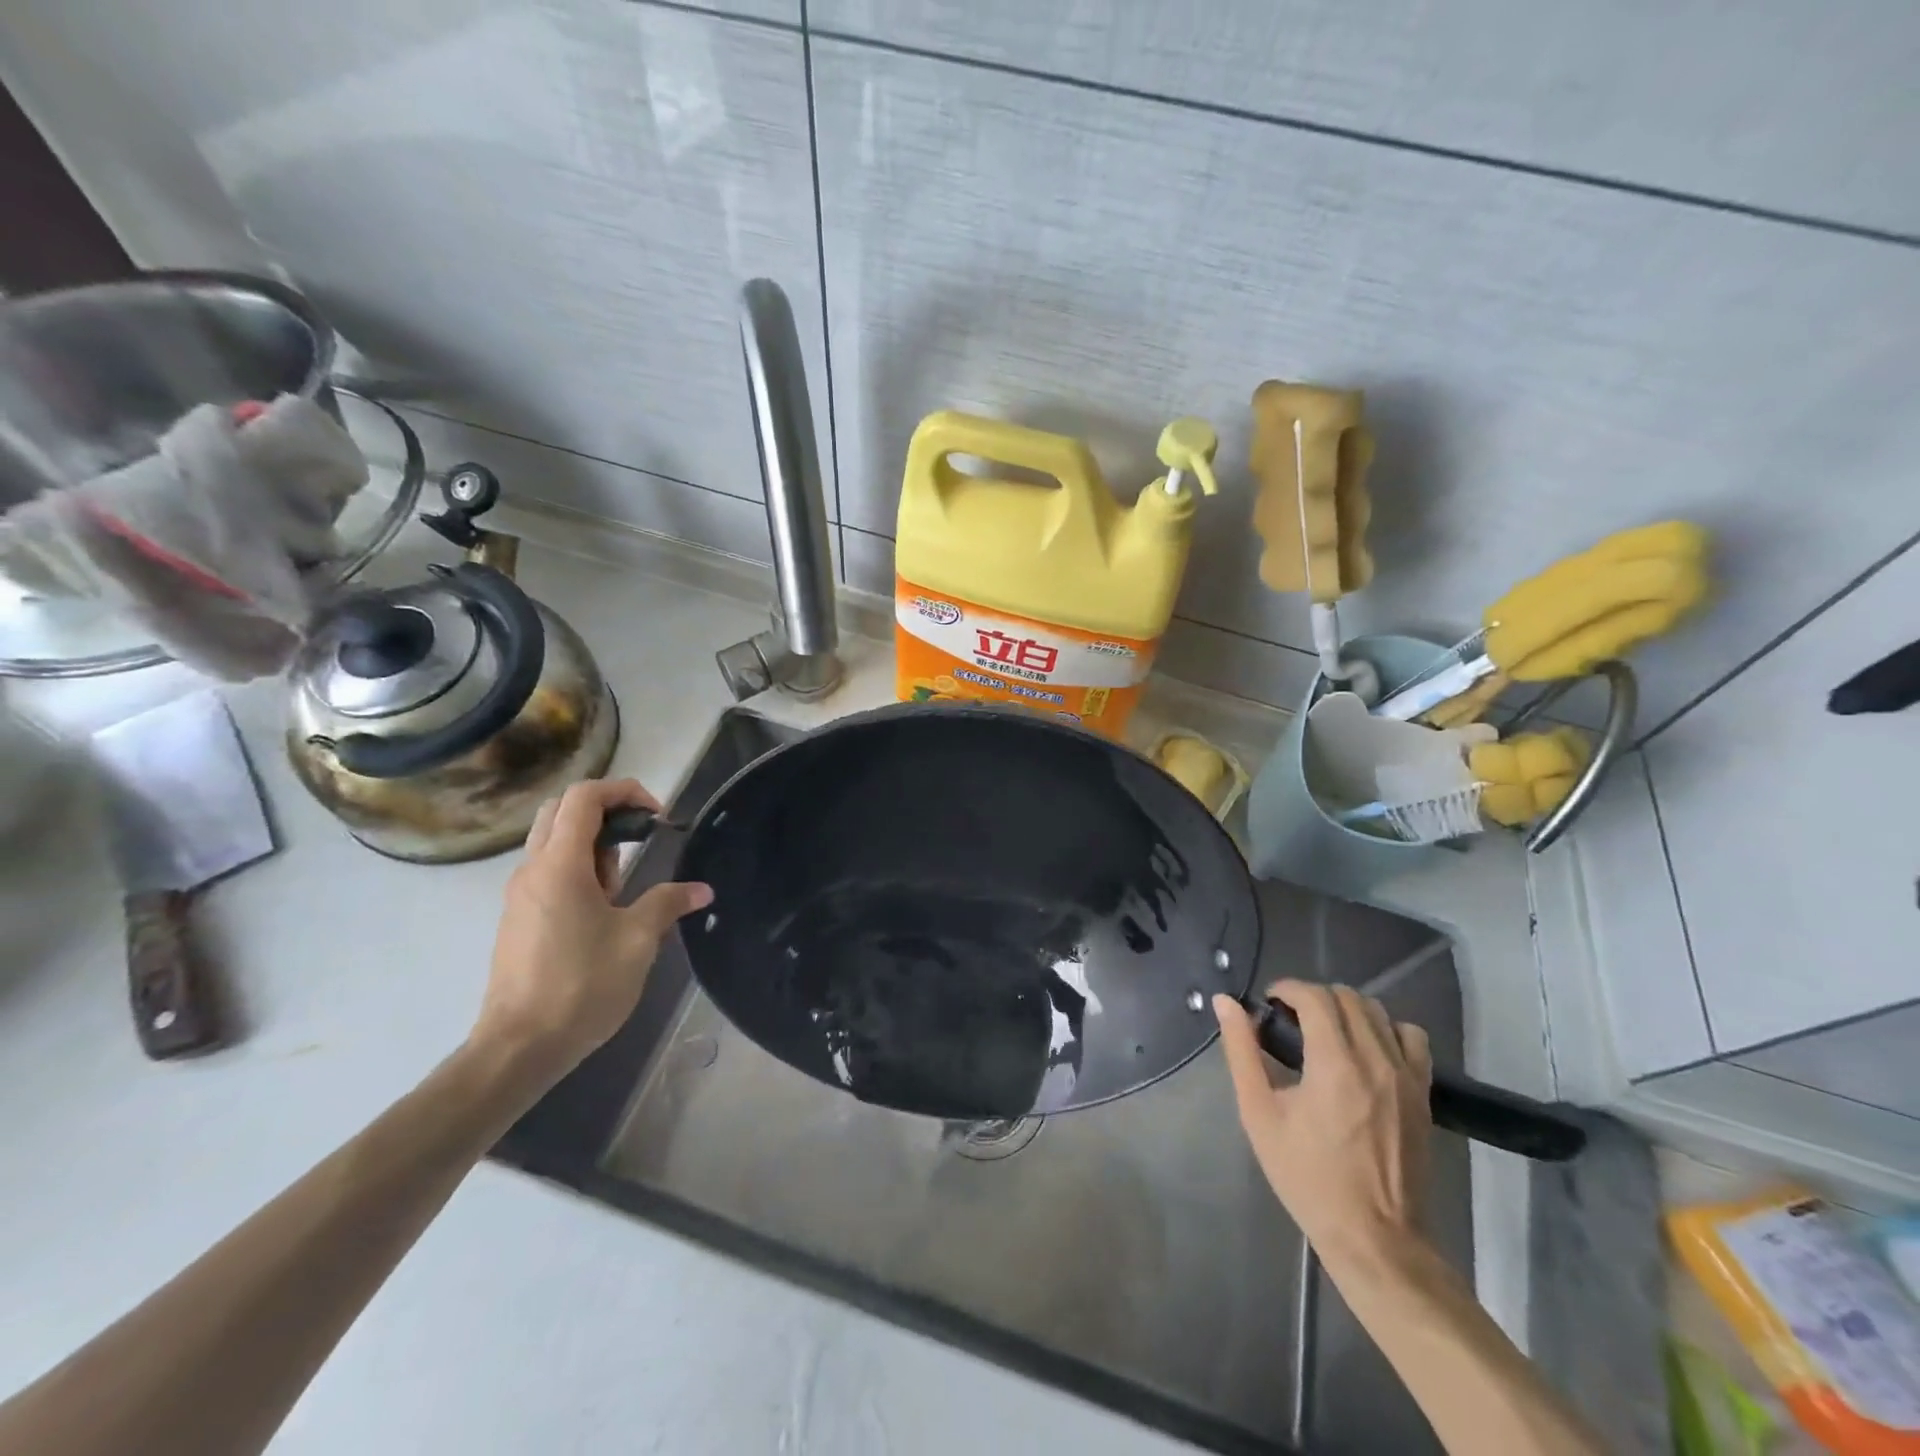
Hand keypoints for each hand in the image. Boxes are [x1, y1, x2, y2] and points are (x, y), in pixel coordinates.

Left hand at [472, 778, 710, 1082]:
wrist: (519, 1048)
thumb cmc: (581, 985)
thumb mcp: (637, 940)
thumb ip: (668, 903)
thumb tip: (702, 889)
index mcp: (559, 865)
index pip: (583, 797)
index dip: (623, 791)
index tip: (656, 814)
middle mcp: (533, 869)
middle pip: (562, 810)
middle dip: (606, 810)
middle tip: (640, 835)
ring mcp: (520, 894)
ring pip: (554, 841)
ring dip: (593, 844)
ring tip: (625, 882)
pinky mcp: (519, 917)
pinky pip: (549, 871)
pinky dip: (579, 869)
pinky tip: (603, 908)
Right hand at [1213, 981, 1432, 1270]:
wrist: (1374, 1236)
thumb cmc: (1307, 1176)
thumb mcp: (1260, 1113)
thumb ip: (1242, 1051)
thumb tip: (1225, 1002)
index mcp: (1334, 1063)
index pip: (1314, 997)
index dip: (1287, 989)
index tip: (1269, 1004)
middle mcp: (1375, 1059)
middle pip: (1346, 997)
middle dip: (1313, 997)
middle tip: (1290, 1021)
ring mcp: (1405, 1076)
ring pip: (1378, 1011)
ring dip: (1347, 1009)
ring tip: (1326, 1033)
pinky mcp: (1423, 1093)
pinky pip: (1411, 1037)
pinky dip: (1386, 1029)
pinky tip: (1367, 1050)